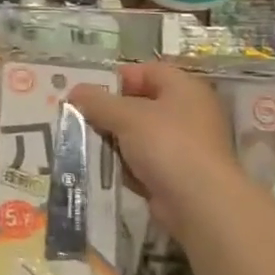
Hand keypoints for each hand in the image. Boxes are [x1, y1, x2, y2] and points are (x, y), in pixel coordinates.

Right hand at [68, 62, 239, 232]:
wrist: (199, 203)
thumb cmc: (166, 144)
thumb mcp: (125, 115)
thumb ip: (97, 101)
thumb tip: (75, 91)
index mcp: (184, 89)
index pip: (147, 71)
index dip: (116, 78)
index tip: (88, 91)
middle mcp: (188, 113)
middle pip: (140, 104)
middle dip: (109, 111)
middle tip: (78, 116)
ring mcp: (183, 145)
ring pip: (138, 135)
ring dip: (113, 139)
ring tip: (83, 142)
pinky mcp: (175, 173)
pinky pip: (142, 161)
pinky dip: (123, 163)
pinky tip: (101, 167)